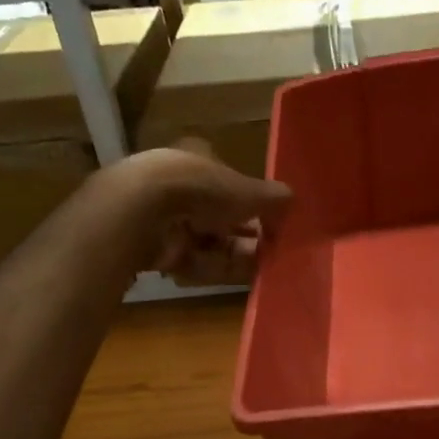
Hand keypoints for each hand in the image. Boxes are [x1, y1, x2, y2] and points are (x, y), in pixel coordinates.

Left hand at [103, 142, 290, 285]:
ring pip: (208, 242)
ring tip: (264, 267)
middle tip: (273, 250)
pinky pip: (193, 262)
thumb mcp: (249, 191)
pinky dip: (214, 269)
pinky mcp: (155, 250)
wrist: (143, 212)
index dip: (250, 202)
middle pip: (220, 216)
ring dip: (236, 255)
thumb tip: (294, 201)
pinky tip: (236, 277)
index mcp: (197, 161)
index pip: (229, 181)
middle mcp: (179, 187)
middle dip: (246, 234)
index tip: (271, 222)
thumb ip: (274, 199)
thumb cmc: (201, 189)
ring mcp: (164, 220)